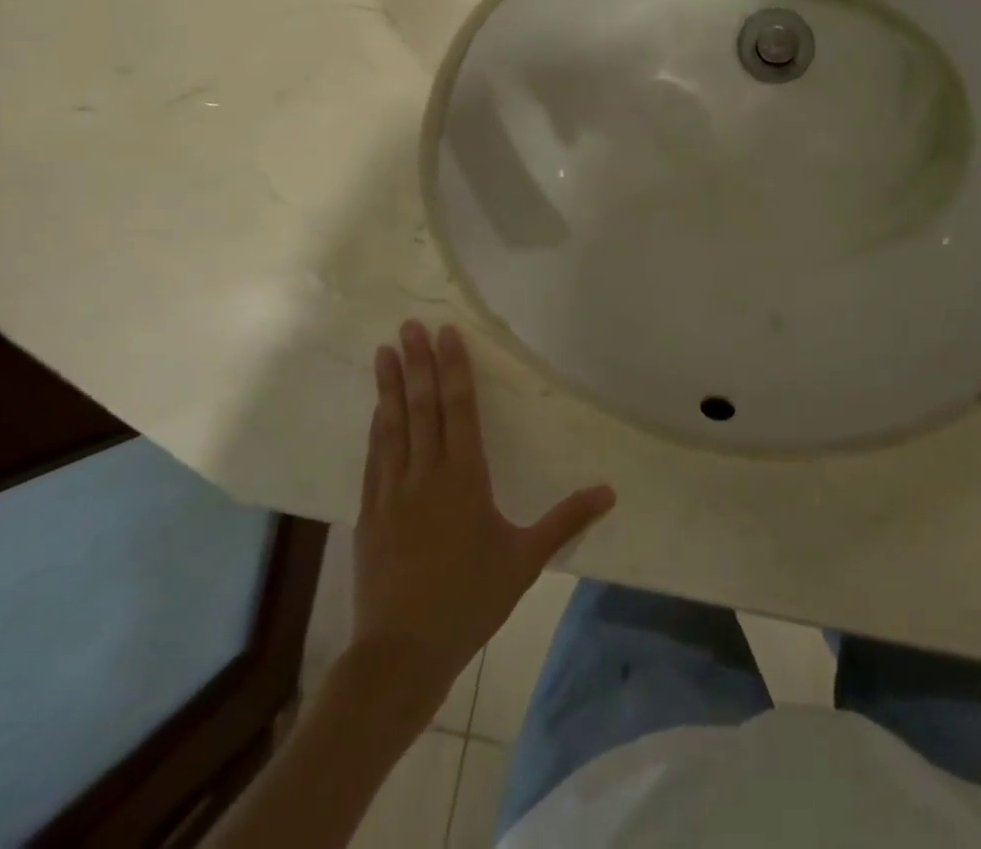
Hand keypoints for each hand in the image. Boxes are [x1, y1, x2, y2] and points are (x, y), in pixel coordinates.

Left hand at [352, 320, 614, 683]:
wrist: (400, 654)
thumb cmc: (470, 600)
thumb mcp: (525, 559)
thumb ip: (567, 520)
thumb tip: (610, 492)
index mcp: (464, 477)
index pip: (459, 409)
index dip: (453, 368)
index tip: (445, 334)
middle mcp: (425, 474)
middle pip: (421, 408)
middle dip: (417, 363)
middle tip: (409, 325)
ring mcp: (392, 493)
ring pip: (392, 426)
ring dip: (389, 387)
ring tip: (385, 351)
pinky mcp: (370, 514)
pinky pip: (374, 458)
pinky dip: (376, 428)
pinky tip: (377, 411)